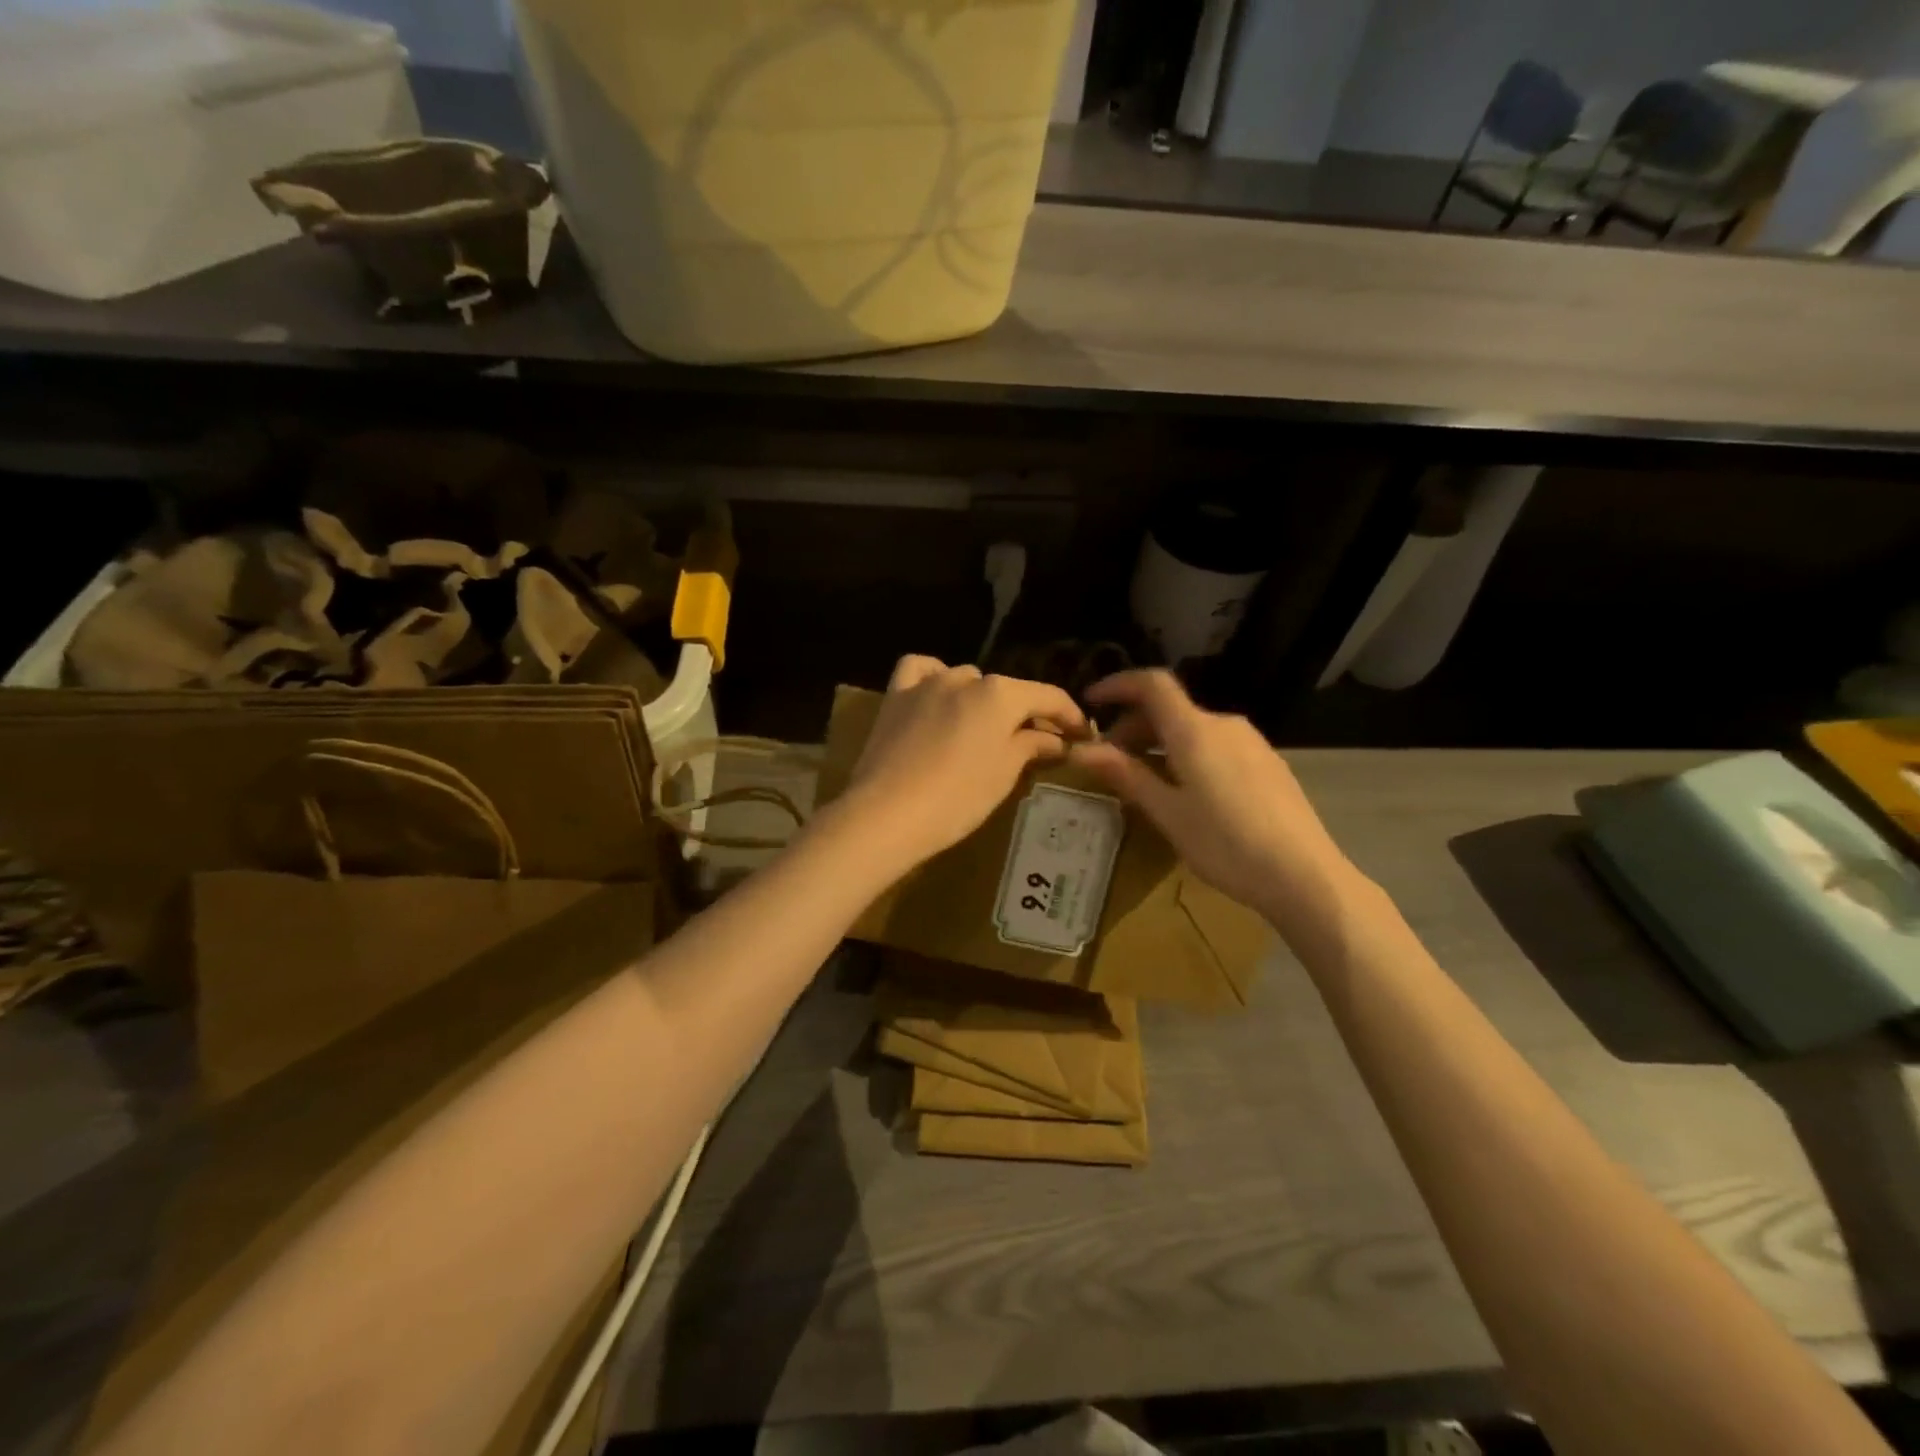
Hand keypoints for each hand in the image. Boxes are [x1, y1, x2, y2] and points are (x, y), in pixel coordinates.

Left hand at [838, 656, 1089, 869]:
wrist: (887, 814)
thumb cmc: (958, 798)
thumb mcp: (1004, 774)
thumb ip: (1032, 746)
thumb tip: (1055, 739)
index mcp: (1001, 694)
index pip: (1048, 697)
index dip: (1070, 715)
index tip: (1082, 735)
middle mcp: (966, 678)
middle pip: (1006, 690)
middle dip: (1023, 712)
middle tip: (1033, 742)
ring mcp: (927, 683)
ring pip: (966, 680)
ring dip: (980, 699)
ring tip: (982, 728)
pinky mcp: (896, 696)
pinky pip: (920, 671)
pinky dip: (934, 676)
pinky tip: (938, 695)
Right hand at [1069, 669, 1358, 922]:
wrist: (1305, 875)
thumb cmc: (1226, 844)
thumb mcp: (1167, 813)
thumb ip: (1125, 774)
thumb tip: (1081, 749)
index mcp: (1195, 730)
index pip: (1151, 684)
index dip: (1117, 685)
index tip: (1091, 703)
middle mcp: (1224, 725)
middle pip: (1170, 708)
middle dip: (1133, 726)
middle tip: (1110, 761)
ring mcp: (1251, 743)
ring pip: (1193, 729)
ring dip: (1160, 743)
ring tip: (1143, 780)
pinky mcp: (1268, 763)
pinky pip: (1215, 745)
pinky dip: (1187, 754)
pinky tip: (1185, 791)